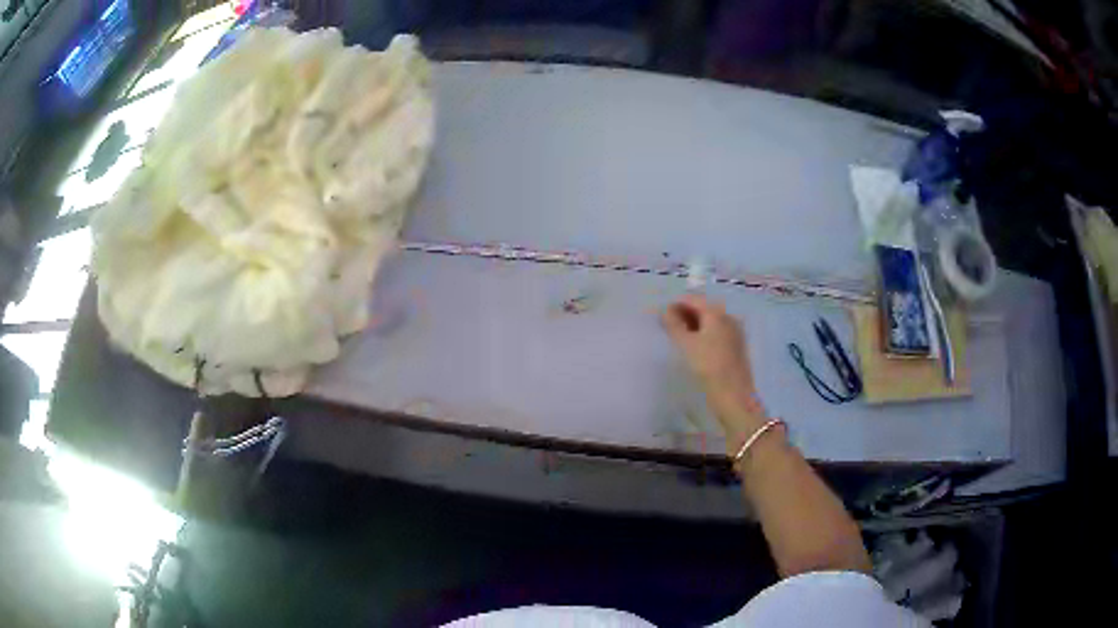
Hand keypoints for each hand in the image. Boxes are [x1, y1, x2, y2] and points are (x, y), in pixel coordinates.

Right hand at [661, 294, 753, 391]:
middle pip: (703, 308)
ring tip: (679, 337)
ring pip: (711, 322)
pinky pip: (717, 333)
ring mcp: (735, 332)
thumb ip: (673, 324)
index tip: (661, 317)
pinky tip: (695, 347)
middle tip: (668, 327)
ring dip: (694, 325)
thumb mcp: (685, 344)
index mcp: (716, 313)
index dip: (675, 305)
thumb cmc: (707, 367)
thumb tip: (665, 310)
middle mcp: (728, 317)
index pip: (693, 299)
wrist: (733, 395)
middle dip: (685, 314)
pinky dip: (704, 334)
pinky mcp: (737, 347)